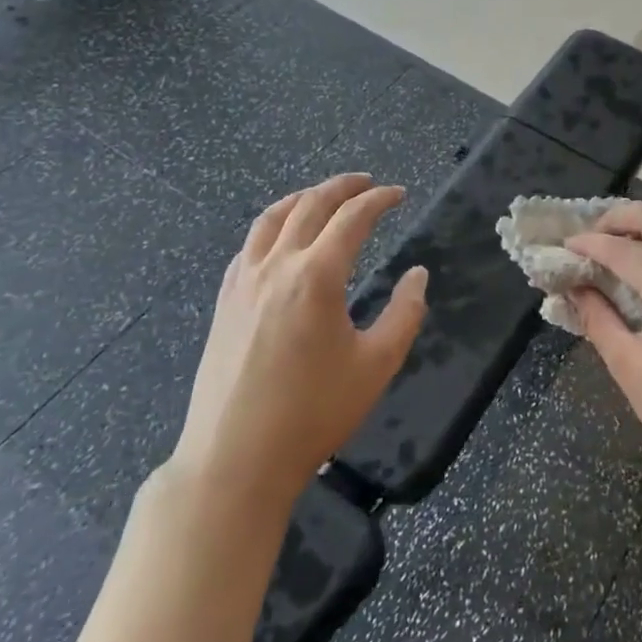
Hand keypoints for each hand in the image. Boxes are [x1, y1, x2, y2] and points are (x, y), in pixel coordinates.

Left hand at [170, 174, 427, 510]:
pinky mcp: (224, 302)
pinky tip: (280, 238)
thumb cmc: (313, 413)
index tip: (399, 194)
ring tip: (324, 195)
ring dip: (303, 198)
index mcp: (317, 276)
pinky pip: (248, 246)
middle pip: (310, 206)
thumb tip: (417, 274)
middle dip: (343, 187)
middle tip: (368, 182)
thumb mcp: (377, 364)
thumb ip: (405, 312)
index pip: (353, 218)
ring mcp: (244, 283)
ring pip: (272, 218)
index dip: (379, 200)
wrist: (235, 459)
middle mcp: (277, 267)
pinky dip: (272, 226)